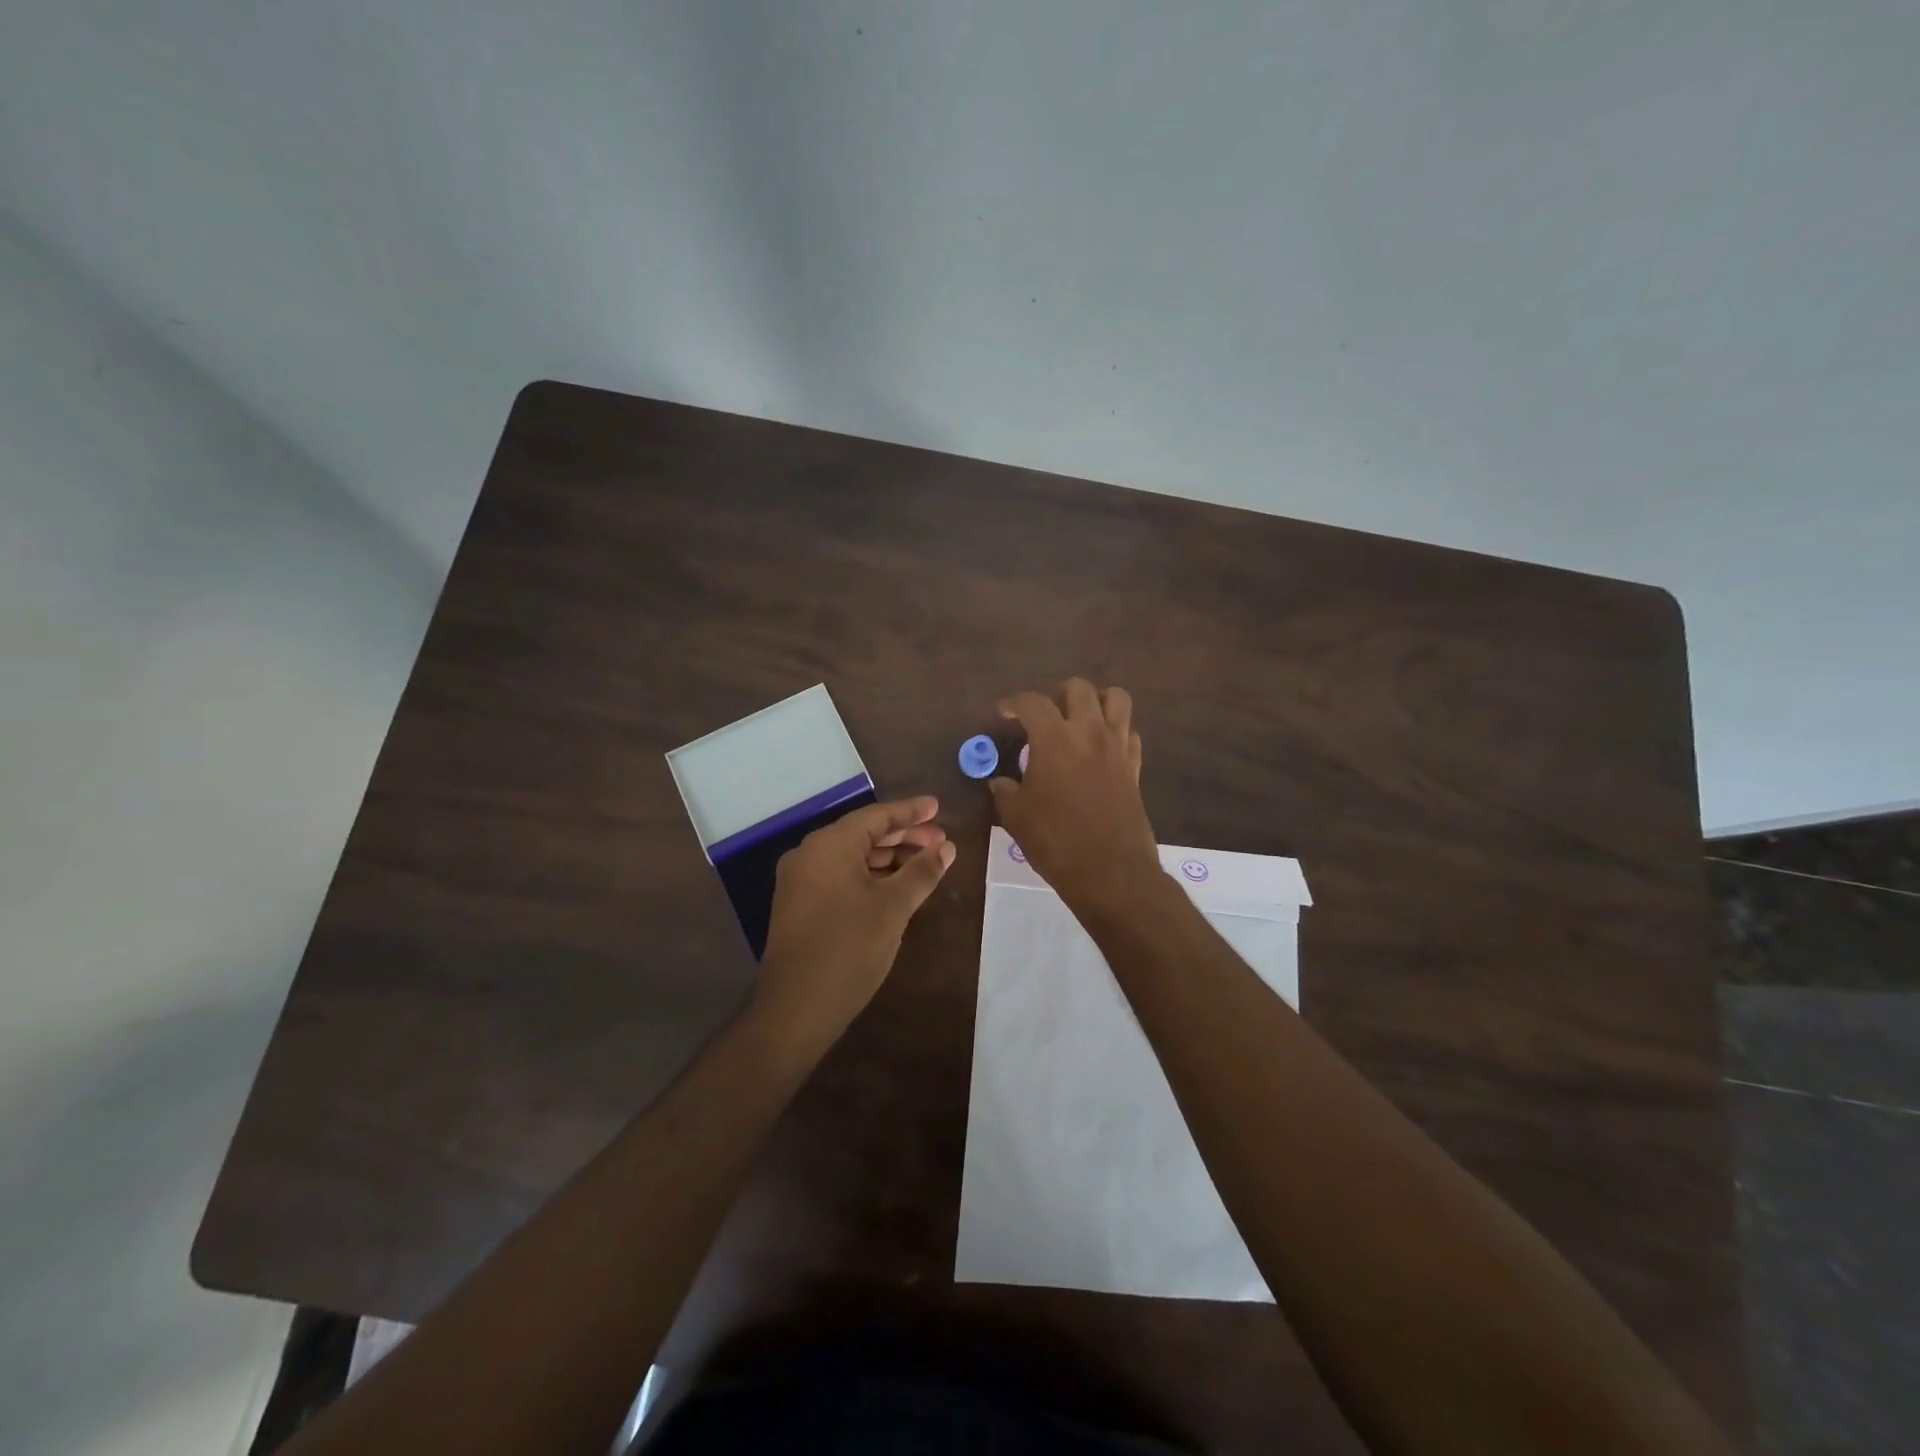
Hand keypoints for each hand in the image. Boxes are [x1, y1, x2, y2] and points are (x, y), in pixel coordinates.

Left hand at [755, 797, 955, 1043]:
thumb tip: (946, 848)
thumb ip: (921, 872)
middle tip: (940, 841)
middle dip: (903, 836)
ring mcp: (801, 881)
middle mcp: (810, 854)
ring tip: (925, 863)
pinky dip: (870, 875)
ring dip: (888, 857)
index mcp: (829, 845)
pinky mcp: (800, 905)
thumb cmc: (849, 948)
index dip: (910, 812)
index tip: (938, 807)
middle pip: (863, 834)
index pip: (876, 817)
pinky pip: (840, 876)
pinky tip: (895, 886)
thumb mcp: (893, 907)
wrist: (796, 1008)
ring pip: (852, 856)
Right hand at [989, 680, 1162, 914]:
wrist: (1110, 872)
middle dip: (1057, 694)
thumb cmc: (1056, 842)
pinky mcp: (1135, 767)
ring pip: (1116, 699)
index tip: (1004, 713)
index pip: (1032, 703)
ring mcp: (1117, 747)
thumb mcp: (1016, 816)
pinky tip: (1100, 749)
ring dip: (1095, 701)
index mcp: (1055, 739)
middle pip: (1079, 689)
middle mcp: (1089, 732)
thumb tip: (1000, 781)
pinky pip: (1129, 732)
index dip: (1014, 703)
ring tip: (1078, 720)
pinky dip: (1115, 731)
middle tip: (1043, 716)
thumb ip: (1005, 790)